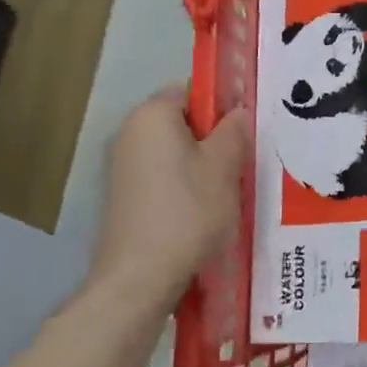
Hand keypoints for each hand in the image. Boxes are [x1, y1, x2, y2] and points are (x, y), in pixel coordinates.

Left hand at [87, 84, 249, 314]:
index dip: (221, 105)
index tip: (244, 131)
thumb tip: (237, 112)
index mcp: (152, 116)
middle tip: (242, 162)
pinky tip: (202, 211)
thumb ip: (233, 132)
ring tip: (227, 190)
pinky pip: (161, 176)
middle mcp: (129, 133)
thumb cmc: (187, 212)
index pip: (191, 90)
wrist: (139, 277)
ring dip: (200, 164)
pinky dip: (182, 185)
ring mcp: (121, 166)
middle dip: (212, 137)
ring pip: (173, 151)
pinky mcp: (123, 196)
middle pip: (181, 121)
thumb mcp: (223, 168)